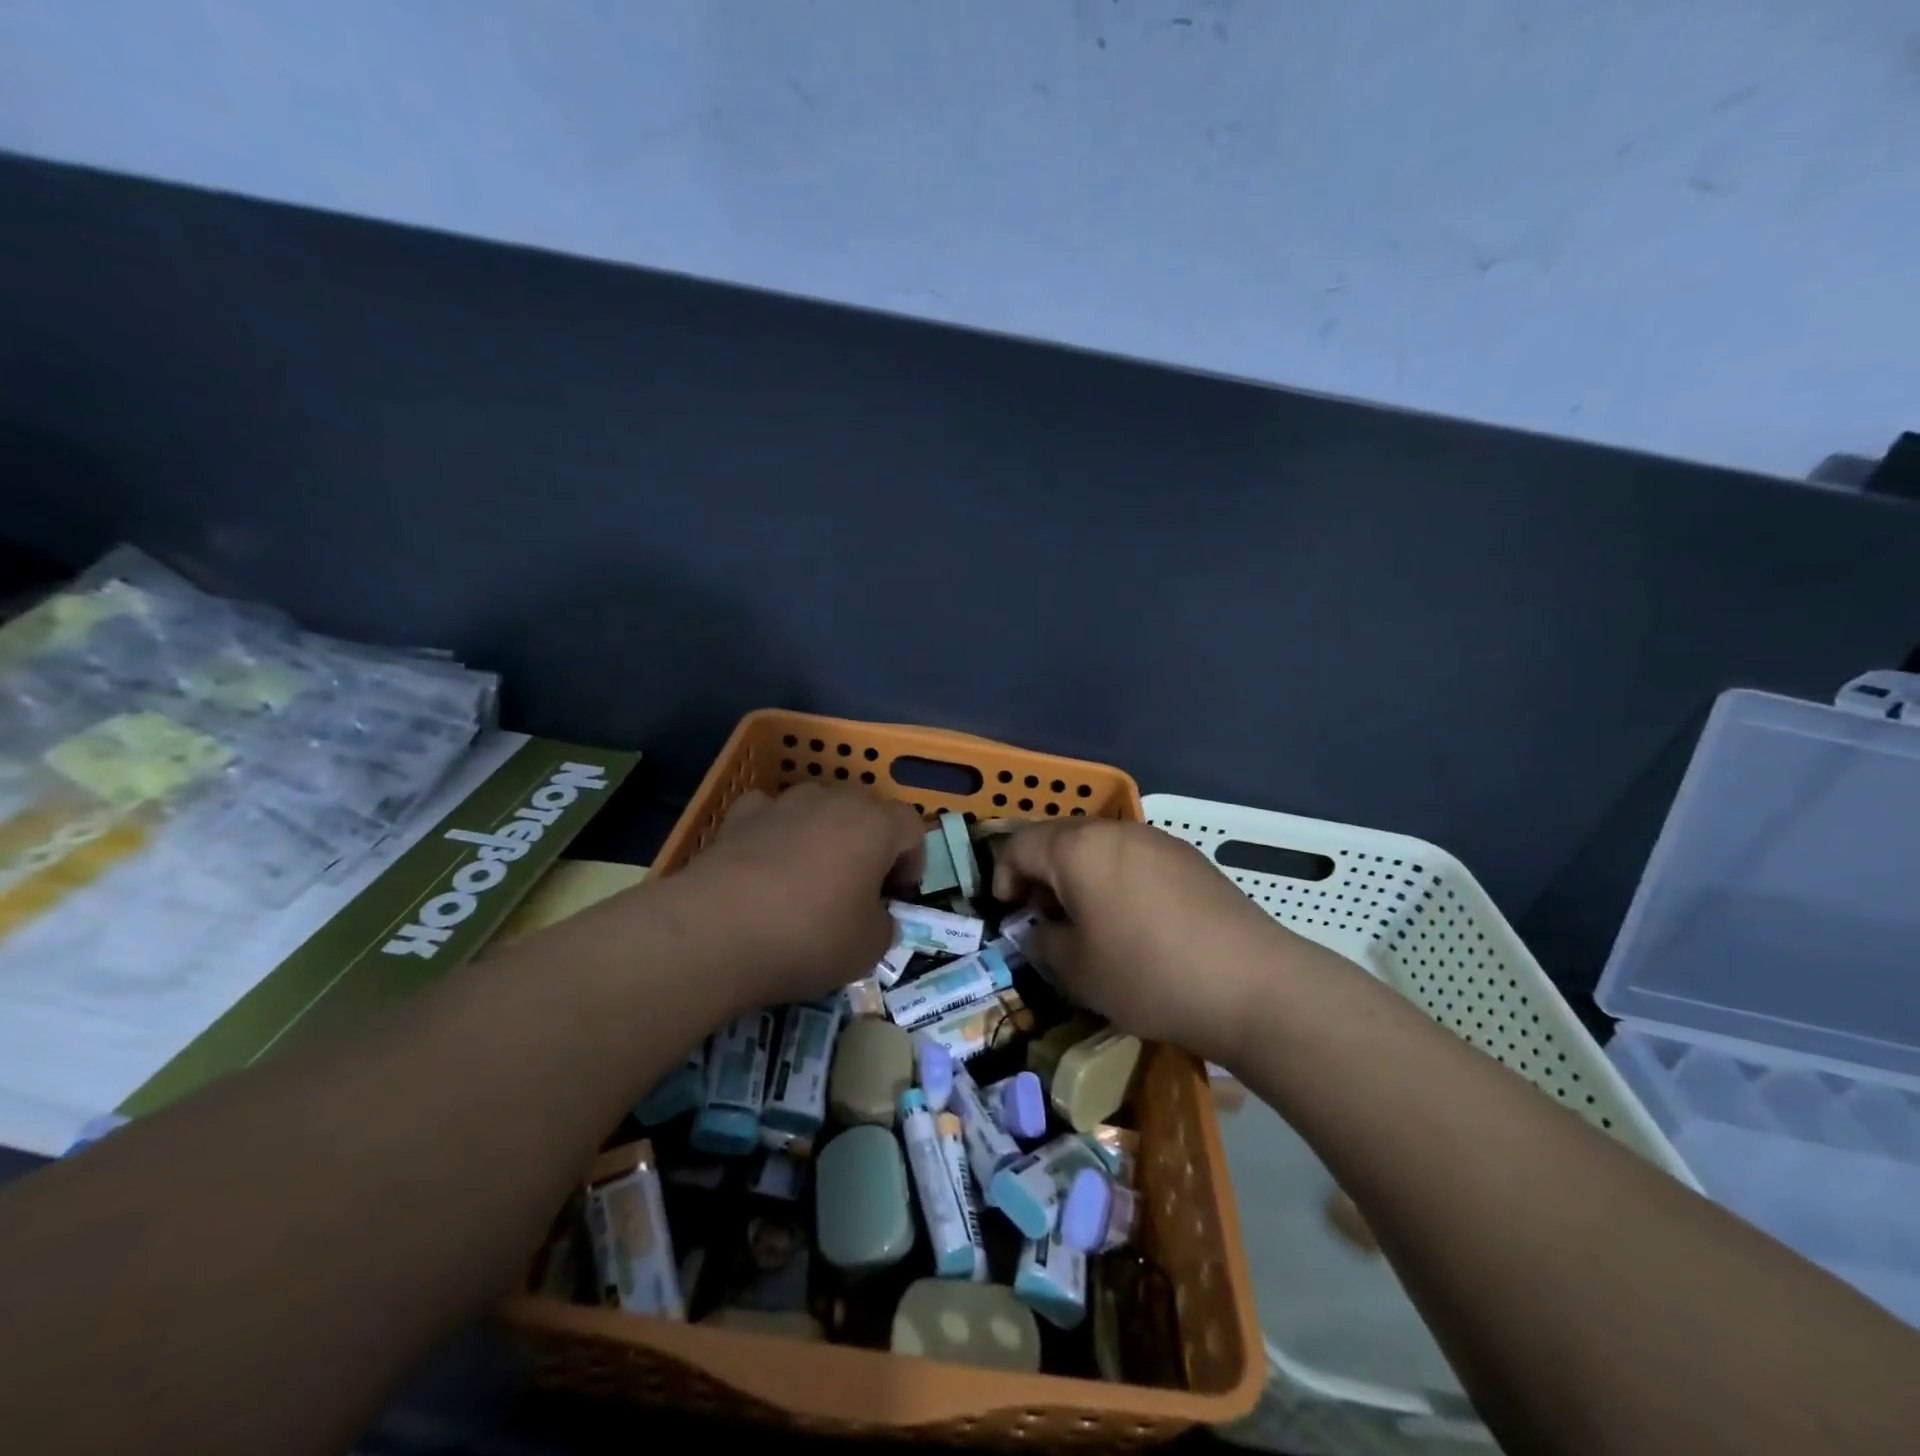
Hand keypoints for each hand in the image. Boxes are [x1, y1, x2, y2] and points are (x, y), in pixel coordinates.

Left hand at [666, 785, 924, 1010]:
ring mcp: (783, 803)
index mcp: (875, 825)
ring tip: (811, 880)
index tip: (898, 896)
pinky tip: (766, 868)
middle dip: (870, 846)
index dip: (913, 861)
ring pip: (818, 810)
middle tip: (861, 890)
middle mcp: (832, 800)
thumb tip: (876, 918)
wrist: (715, 932)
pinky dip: (776, 834)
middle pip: (865, 812)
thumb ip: (885, 925)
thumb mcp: (869, 948)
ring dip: (824, 837)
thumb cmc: (810, 936)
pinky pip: (772, 816)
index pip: (912, 827)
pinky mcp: (739, 816)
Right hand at [993, 819, 1305, 1066]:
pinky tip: (1132, 920)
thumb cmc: (1148, 975)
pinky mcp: (1188, 858)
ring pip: (1098, 847)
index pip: (1019, 845)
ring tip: (1087, 921)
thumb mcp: (1077, 971)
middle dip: (1040, 874)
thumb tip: (1039, 929)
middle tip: (1043, 918)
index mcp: (1078, 848)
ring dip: (1078, 876)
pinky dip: (1114, 879)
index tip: (1007, 913)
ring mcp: (1156, 840)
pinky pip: (1132, 858)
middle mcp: (1115, 831)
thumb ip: (1042, 942)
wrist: (1253, 984)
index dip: (1002, 877)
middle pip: (1059, 839)